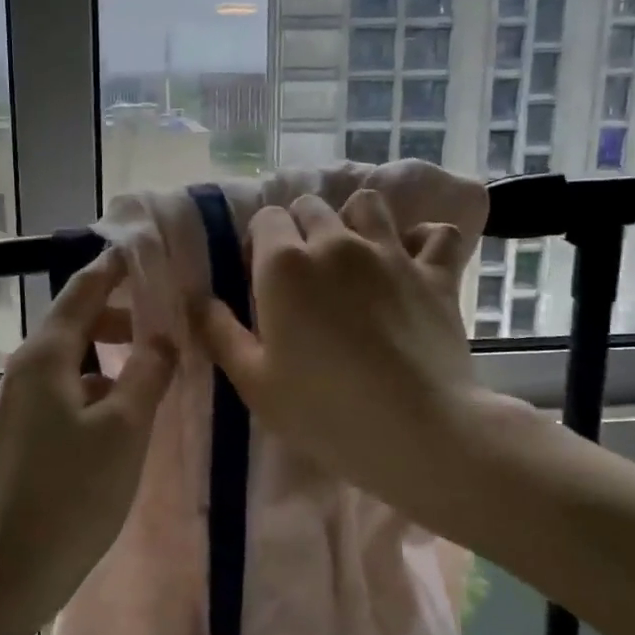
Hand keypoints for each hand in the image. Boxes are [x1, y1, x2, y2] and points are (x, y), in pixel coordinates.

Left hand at [0, 247, 175, 622]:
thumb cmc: (67, 495)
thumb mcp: (123, 429)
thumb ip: (147, 374)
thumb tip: (163, 336)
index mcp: (46, 355)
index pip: (83, 289)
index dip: (115, 267)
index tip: (146, 248)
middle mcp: (27, 371)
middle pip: (78, 322)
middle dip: (122, 313)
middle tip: (170, 316)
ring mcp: (22, 407)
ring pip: (76, 362)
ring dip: (114, 355)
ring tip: (160, 366)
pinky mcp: (24, 440)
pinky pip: (70, 394)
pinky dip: (102, 389)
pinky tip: (129, 415)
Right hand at [192, 190, 510, 526]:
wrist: (418, 431)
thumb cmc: (324, 411)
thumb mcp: (253, 381)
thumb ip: (220, 332)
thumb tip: (199, 299)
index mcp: (285, 264)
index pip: (265, 219)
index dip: (260, 243)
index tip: (263, 278)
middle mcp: (336, 242)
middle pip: (311, 206)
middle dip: (301, 227)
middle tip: (304, 272)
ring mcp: (390, 253)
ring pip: (367, 203)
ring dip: (355, 220)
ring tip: (354, 254)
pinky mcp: (436, 273)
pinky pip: (436, 233)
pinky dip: (424, 239)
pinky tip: (415, 259)